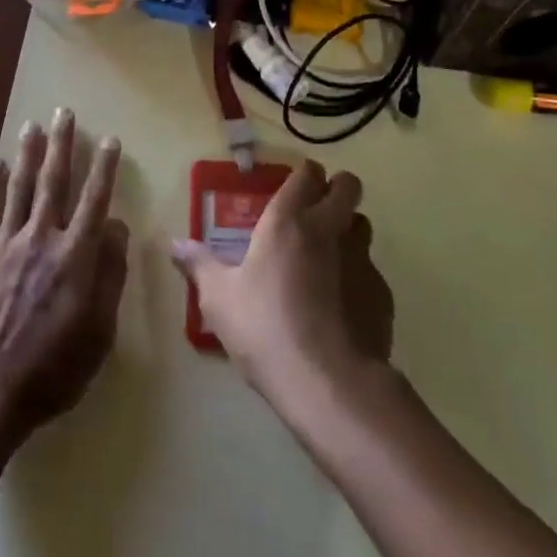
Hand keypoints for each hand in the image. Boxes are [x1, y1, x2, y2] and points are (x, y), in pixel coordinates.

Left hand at [0, 108, 128, 449]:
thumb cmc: (54, 368)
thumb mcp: (99, 331)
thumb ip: (110, 275)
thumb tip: (116, 227)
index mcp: (76, 256)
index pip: (94, 200)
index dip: (103, 167)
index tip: (109, 139)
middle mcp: (42, 238)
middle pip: (54, 181)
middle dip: (63, 144)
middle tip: (65, 112)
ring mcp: (6, 243)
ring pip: (20, 186)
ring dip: (28, 153)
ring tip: (33, 124)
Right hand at [170, 160, 392, 405]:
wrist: (328, 382)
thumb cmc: (265, 328)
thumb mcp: (219, 298)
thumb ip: (199, 265)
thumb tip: (174, 245)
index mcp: (288, 220)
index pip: (307, 174)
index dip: (304, 176)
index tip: (294, 188)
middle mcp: (329, 229)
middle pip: (348, 186)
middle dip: (337, 189)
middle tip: (317, 211)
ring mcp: (362, 260)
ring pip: (363, 225)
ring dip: (349, 231)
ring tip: (328, 258)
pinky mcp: (382, 294)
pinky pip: (371, 272)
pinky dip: (357, 279)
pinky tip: (340, 308)